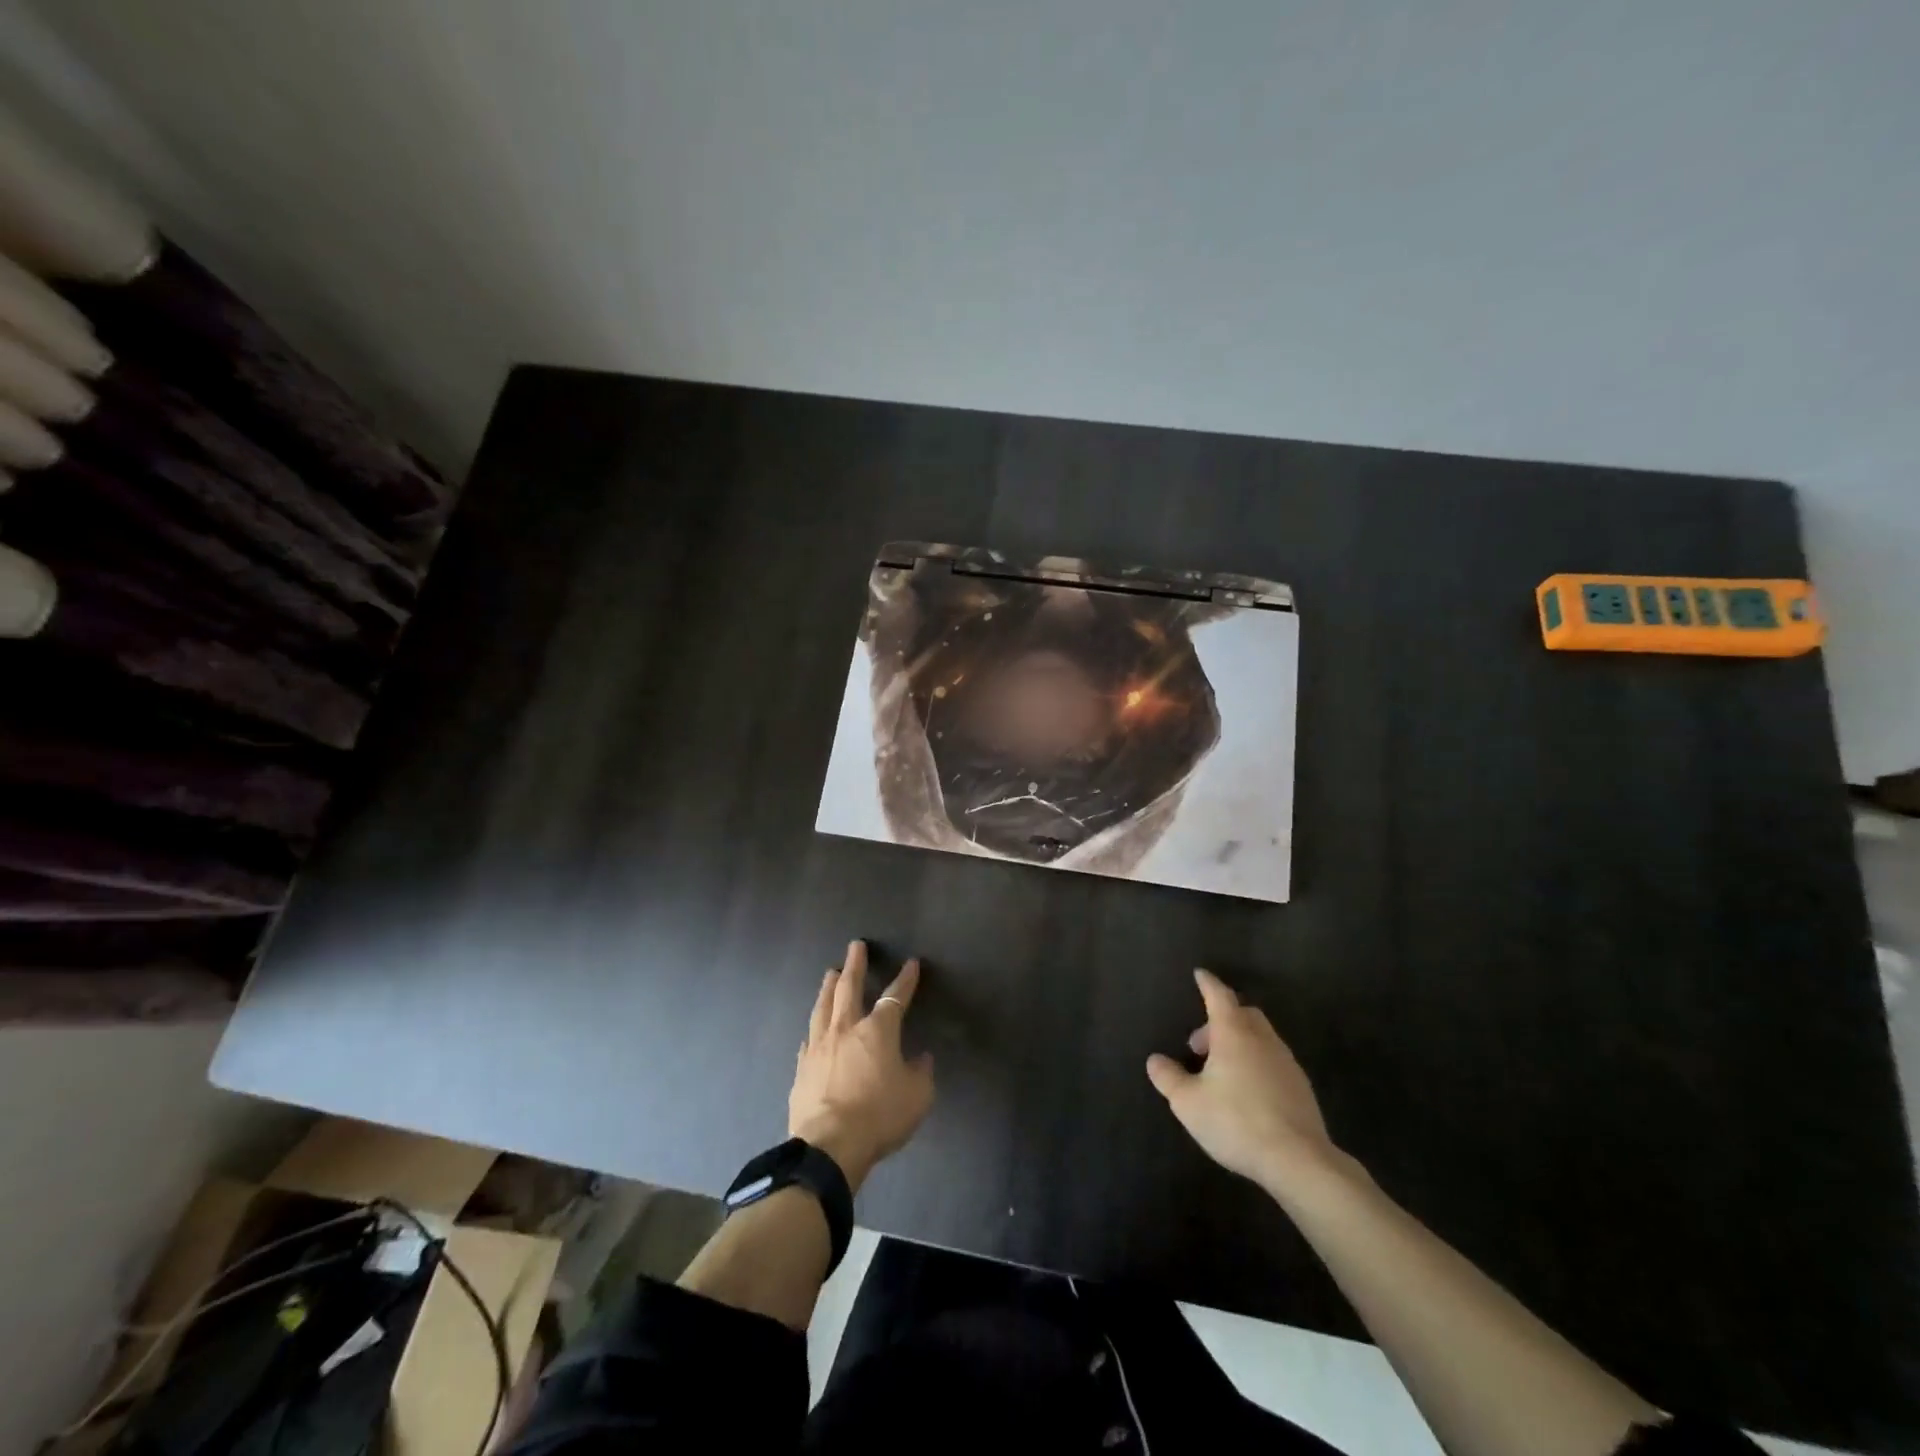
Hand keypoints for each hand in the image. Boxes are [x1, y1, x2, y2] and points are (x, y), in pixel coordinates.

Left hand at [790, 941, 934, 1191]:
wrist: (829, 1146)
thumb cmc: (879, 1116)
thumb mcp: (917, 1097)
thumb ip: (921, 1073)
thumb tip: (921, 1058)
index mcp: (878, 1030)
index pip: (895, 996)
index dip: (905, 979)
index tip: (911, 964)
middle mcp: (846, 1029)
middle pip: (849, 987)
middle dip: (856, 965)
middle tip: (856, 946)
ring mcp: (820, 1046)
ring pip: (823, 1006)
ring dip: (829, 986)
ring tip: (831, 972)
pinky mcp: (802, 1068)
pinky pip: (809, 1038)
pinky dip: (815, 1027)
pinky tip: (813, 1028)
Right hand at [1146, 969, 1341, 1196]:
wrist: (1298, 1160)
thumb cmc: (1236, 1121)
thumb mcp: (1188, 1103)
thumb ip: (1168, 1078)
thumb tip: (1155, 1060)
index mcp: (1234, 1033)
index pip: (1218, 996)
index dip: (1207, 984)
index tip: (1200, 974)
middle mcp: (1262, 1039)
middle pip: (1243, 1013)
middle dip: (1220, 1019)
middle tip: (1200, 1044)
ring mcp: (1286, 1063)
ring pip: (1261, 1037)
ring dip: (1239, 1043)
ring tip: (1220, 1071)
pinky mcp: (1301, 1088)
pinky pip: (1273, 1061)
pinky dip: (1256, 1063)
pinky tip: (1247, 1092)